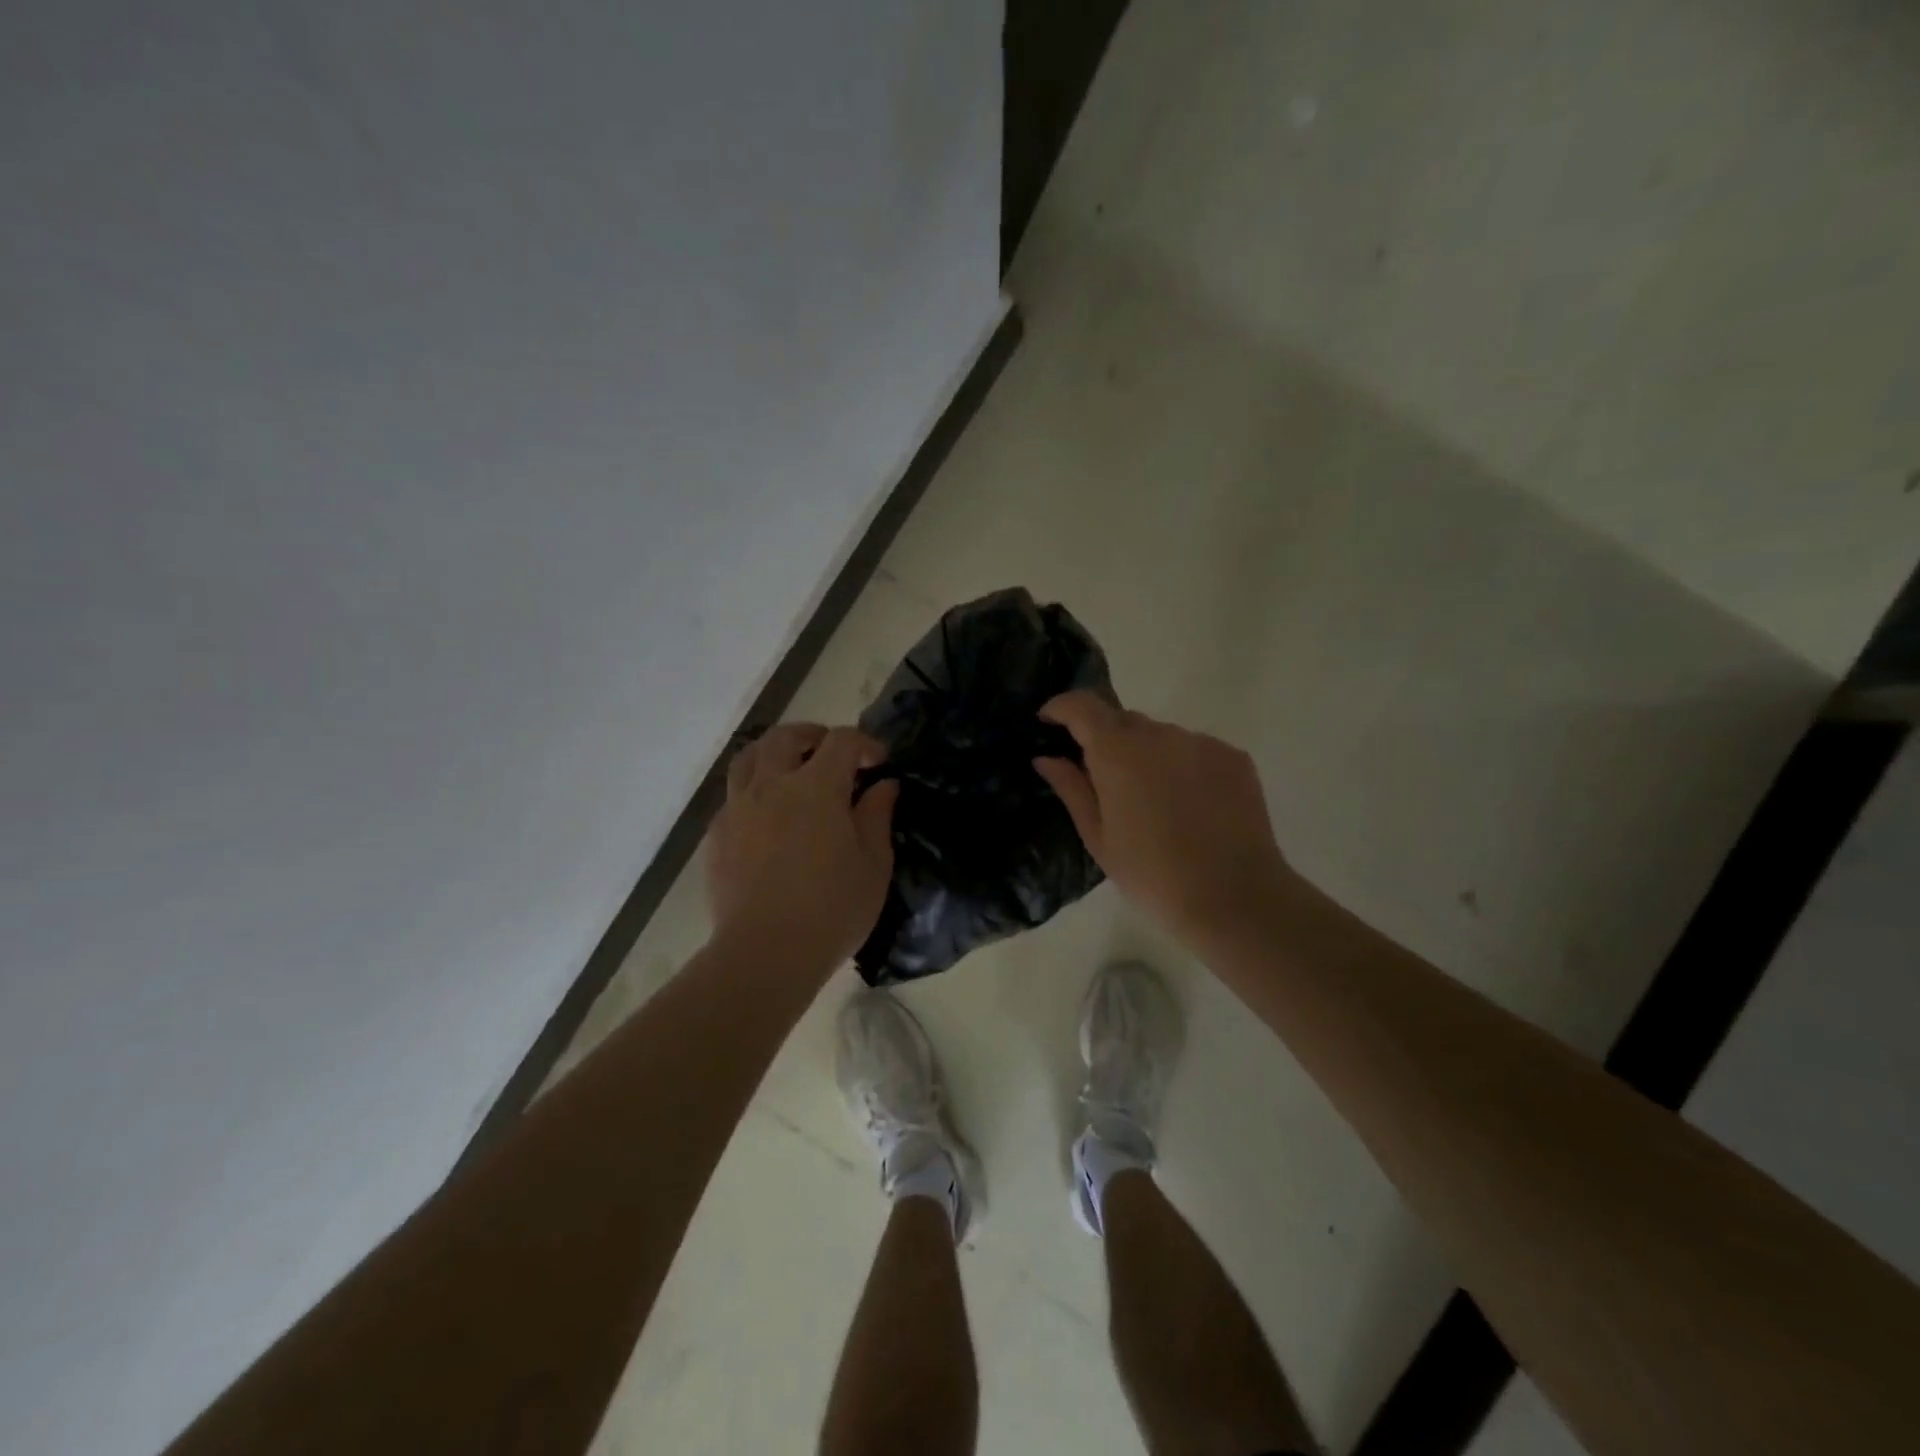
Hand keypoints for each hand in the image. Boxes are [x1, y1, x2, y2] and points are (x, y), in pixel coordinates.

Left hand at [705, 723, 899, 972]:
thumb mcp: (873, 865)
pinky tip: (768, 817)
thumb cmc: (831, 910)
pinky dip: (754, 790)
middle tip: (832, 754)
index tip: (879, 762)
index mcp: (816, 788)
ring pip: (749, 758)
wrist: (765, 954)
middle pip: (786, 737)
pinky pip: (733, 795)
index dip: (864, 743)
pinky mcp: (716, 836)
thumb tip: (884, 785)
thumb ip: (877, 816)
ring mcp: (738, 809)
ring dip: (774, 753)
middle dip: (813, 736)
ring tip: (792, 771)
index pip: (840, 742)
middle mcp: (771, 786)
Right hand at [1034, 692, 1291, 948]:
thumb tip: (1046, 757)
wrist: (1234, 898)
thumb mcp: (1098, 838)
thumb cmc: (1152, 874)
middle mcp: (1159, 734)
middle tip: (1103, 780)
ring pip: (1161, 736)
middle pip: (1122, 719)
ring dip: (1147, 754)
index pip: (1082, 706)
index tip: (1048, 721)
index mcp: (1118, 752)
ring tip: (1153, 801)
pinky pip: (1195, 749)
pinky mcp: (1234, 757)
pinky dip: (1182, 765)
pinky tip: (1190, 805)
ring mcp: (1201, 742)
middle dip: (1105, 739)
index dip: (1060, 707)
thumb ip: (1071, 788)